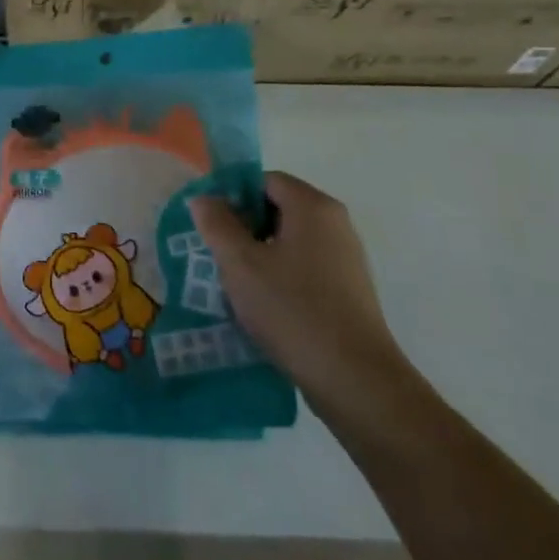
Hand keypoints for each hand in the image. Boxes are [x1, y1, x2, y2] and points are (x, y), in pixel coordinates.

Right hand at [189, 173, 410, 422]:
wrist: (354, 379)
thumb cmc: (292, 310)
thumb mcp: (240, 264)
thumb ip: (217, 224)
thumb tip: (204, 198)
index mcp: (313, 207)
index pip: (264, 180)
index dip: (232, 195)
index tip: (210, 225)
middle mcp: (336, 223)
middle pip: (278, 208)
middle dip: (244, 226)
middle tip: (216, 254)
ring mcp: (346, 258)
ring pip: (290, 240)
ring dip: (260, 254)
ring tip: (234, 283)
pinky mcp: (349, 290)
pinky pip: (305, 267)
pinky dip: (281, 275)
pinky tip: (263, 305)